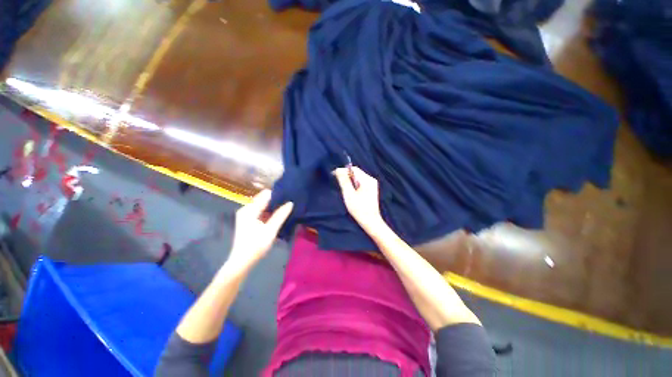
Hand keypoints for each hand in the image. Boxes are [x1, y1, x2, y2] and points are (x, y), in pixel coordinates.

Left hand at [227, 190, 292, 270]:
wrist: (242, 262)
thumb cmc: (256, 245)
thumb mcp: (270, 230)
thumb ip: (280, 215)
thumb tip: (290, 203)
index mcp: (249, 210)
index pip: (266, 195)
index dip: (278, 195)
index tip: (289, 197)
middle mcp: (246, 209)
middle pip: (264, 199)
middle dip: (276, 201)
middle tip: (289, 204)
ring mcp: (246, 215)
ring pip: (263, 205)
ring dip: (273, 207)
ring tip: (286, 208)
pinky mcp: (248, 221)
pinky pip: (261, 211)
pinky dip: (269, 212)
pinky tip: (278, 215)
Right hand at [333, 166, 383, 232]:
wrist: (371, 221)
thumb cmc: (359, 209)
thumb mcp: (349, 194)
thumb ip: (344, 181)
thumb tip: (338, 169)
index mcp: (367, 179)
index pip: (353, 169)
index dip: (343, 171)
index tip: (333, 175)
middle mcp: (371, 180)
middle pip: (356, 173)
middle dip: (346, 176)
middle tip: (338, 183)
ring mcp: (372, 185)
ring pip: (357, 178)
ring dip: (349, 181)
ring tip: (344, 189)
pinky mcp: (371, 190)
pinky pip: (360, 183)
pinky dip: (354, 185)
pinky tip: (351, 193)